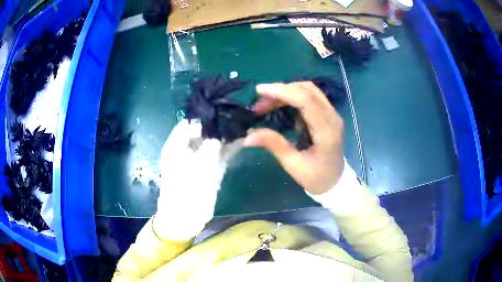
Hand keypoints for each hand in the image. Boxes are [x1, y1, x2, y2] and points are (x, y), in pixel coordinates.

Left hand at [155, 119, 240, 240]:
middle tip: (236, 116)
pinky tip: (242, 140)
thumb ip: (209, 150)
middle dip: (218, 125)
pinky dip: (230, 148)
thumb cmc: (184, 193)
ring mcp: (200, 159)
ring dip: (227, 136)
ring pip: (214, 142)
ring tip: (242, 125)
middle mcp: (188, 149)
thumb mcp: (196, 169)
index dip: (203, 118)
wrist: (185, 217)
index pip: (188, 124)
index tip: (220, 112)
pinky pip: (221, 154)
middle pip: (203, 131)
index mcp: (176, 146)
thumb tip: (220, 136)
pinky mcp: (211, 168)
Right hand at [244, 82, 344, 194]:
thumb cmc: (316, 177)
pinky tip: (280, 107)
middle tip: (259, 103)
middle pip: (307, 90)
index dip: (282, 91)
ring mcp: (332, 114)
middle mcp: (332, 117)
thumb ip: (274, 145)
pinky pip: (310, 97)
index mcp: (327, 131)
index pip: (306, 100)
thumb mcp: (293, 165)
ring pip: (309, 90)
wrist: (335, 182)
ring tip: (266, 104)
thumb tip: (247, 136)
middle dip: (280, 91)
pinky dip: (293, 97)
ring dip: (286, 92)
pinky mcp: (328, 114)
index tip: (259, 91)